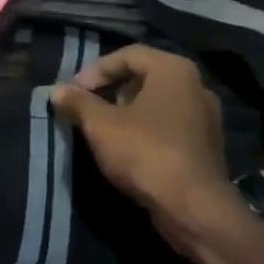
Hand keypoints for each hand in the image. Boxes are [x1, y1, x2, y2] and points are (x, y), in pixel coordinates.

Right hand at [51, 45, 257, 262]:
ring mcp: (205, 118)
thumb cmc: (145, 152)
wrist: (193, 208)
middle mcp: (196, 86)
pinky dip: (145, 131)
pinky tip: (126, 151)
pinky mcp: (206, 146)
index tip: (73, 92)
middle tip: (86, 108)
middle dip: (111, 91)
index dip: (95, 71)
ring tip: (101, 131)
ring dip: (126, 112)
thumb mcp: (101, 125)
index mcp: (174, 70)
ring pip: (157, 104)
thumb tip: (57, 90)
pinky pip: (169, 126)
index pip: (128, 55)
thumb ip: (78, 103)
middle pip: (144, 77)